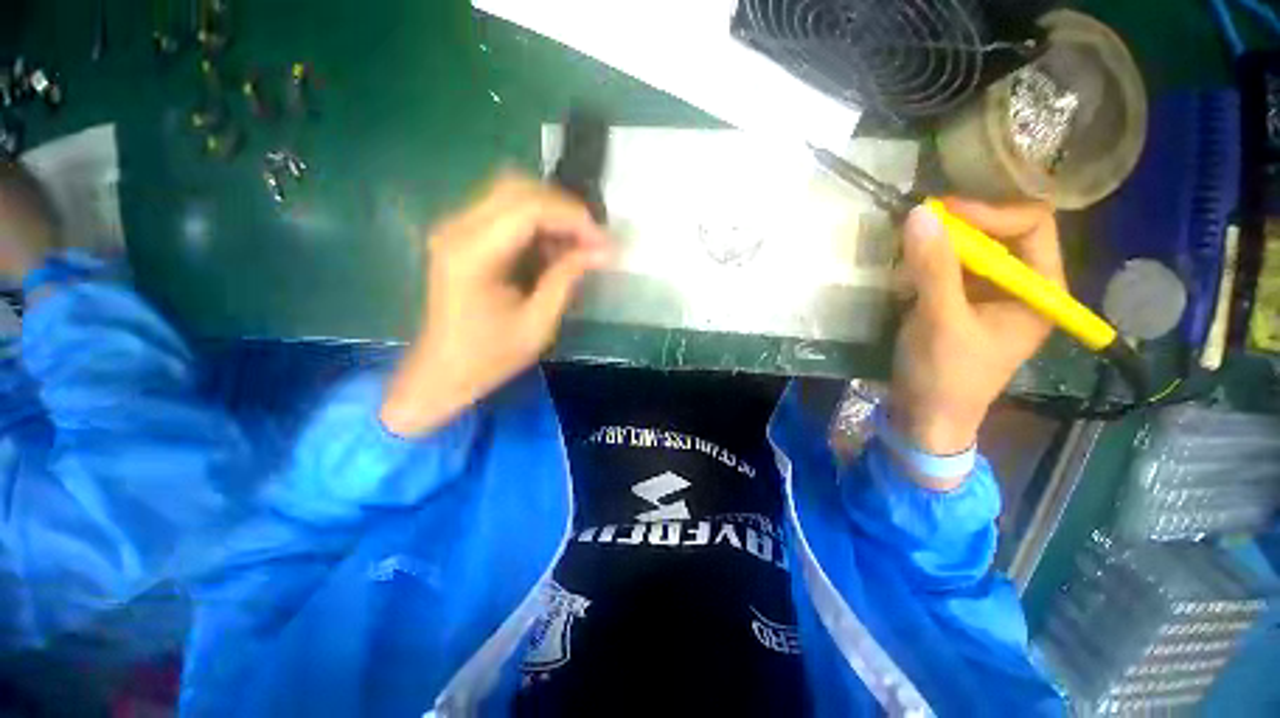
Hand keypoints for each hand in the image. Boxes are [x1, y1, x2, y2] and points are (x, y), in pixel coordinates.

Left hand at [380, 172, 610, 435]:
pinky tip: (555, 249)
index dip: (573, 218)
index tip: (604, 241)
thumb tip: (603, 251)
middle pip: (518, 189)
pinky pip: (506, 212)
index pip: (529, 209)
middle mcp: (458, 229)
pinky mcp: (462, 236)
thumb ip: (567, 279)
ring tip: (579, 245)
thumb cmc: (490, 356)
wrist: (444, 371)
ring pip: (513, 194)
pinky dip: (537, 223)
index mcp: (473, 254)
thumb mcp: (538, 324)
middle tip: (594, 240)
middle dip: (565, 210)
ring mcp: (456, 229)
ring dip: (552, 214)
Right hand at [888, 199, 1062, 483]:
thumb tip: (919, 213)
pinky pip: (950, 267)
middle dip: (964, 223)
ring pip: (973, 248)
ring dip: (942, 241)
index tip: (942, 212)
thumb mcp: (941, 322)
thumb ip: (933, 268)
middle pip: (1003, 232)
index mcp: (1040, 290)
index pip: (1032, 225)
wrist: (925, 417)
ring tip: (909, 241)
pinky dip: (928, 260)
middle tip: (920, 220)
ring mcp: (989, 294)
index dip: (991, 211)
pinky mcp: (960, 303)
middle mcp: (1020, 285)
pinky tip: (905, 265)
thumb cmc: (945, 376)